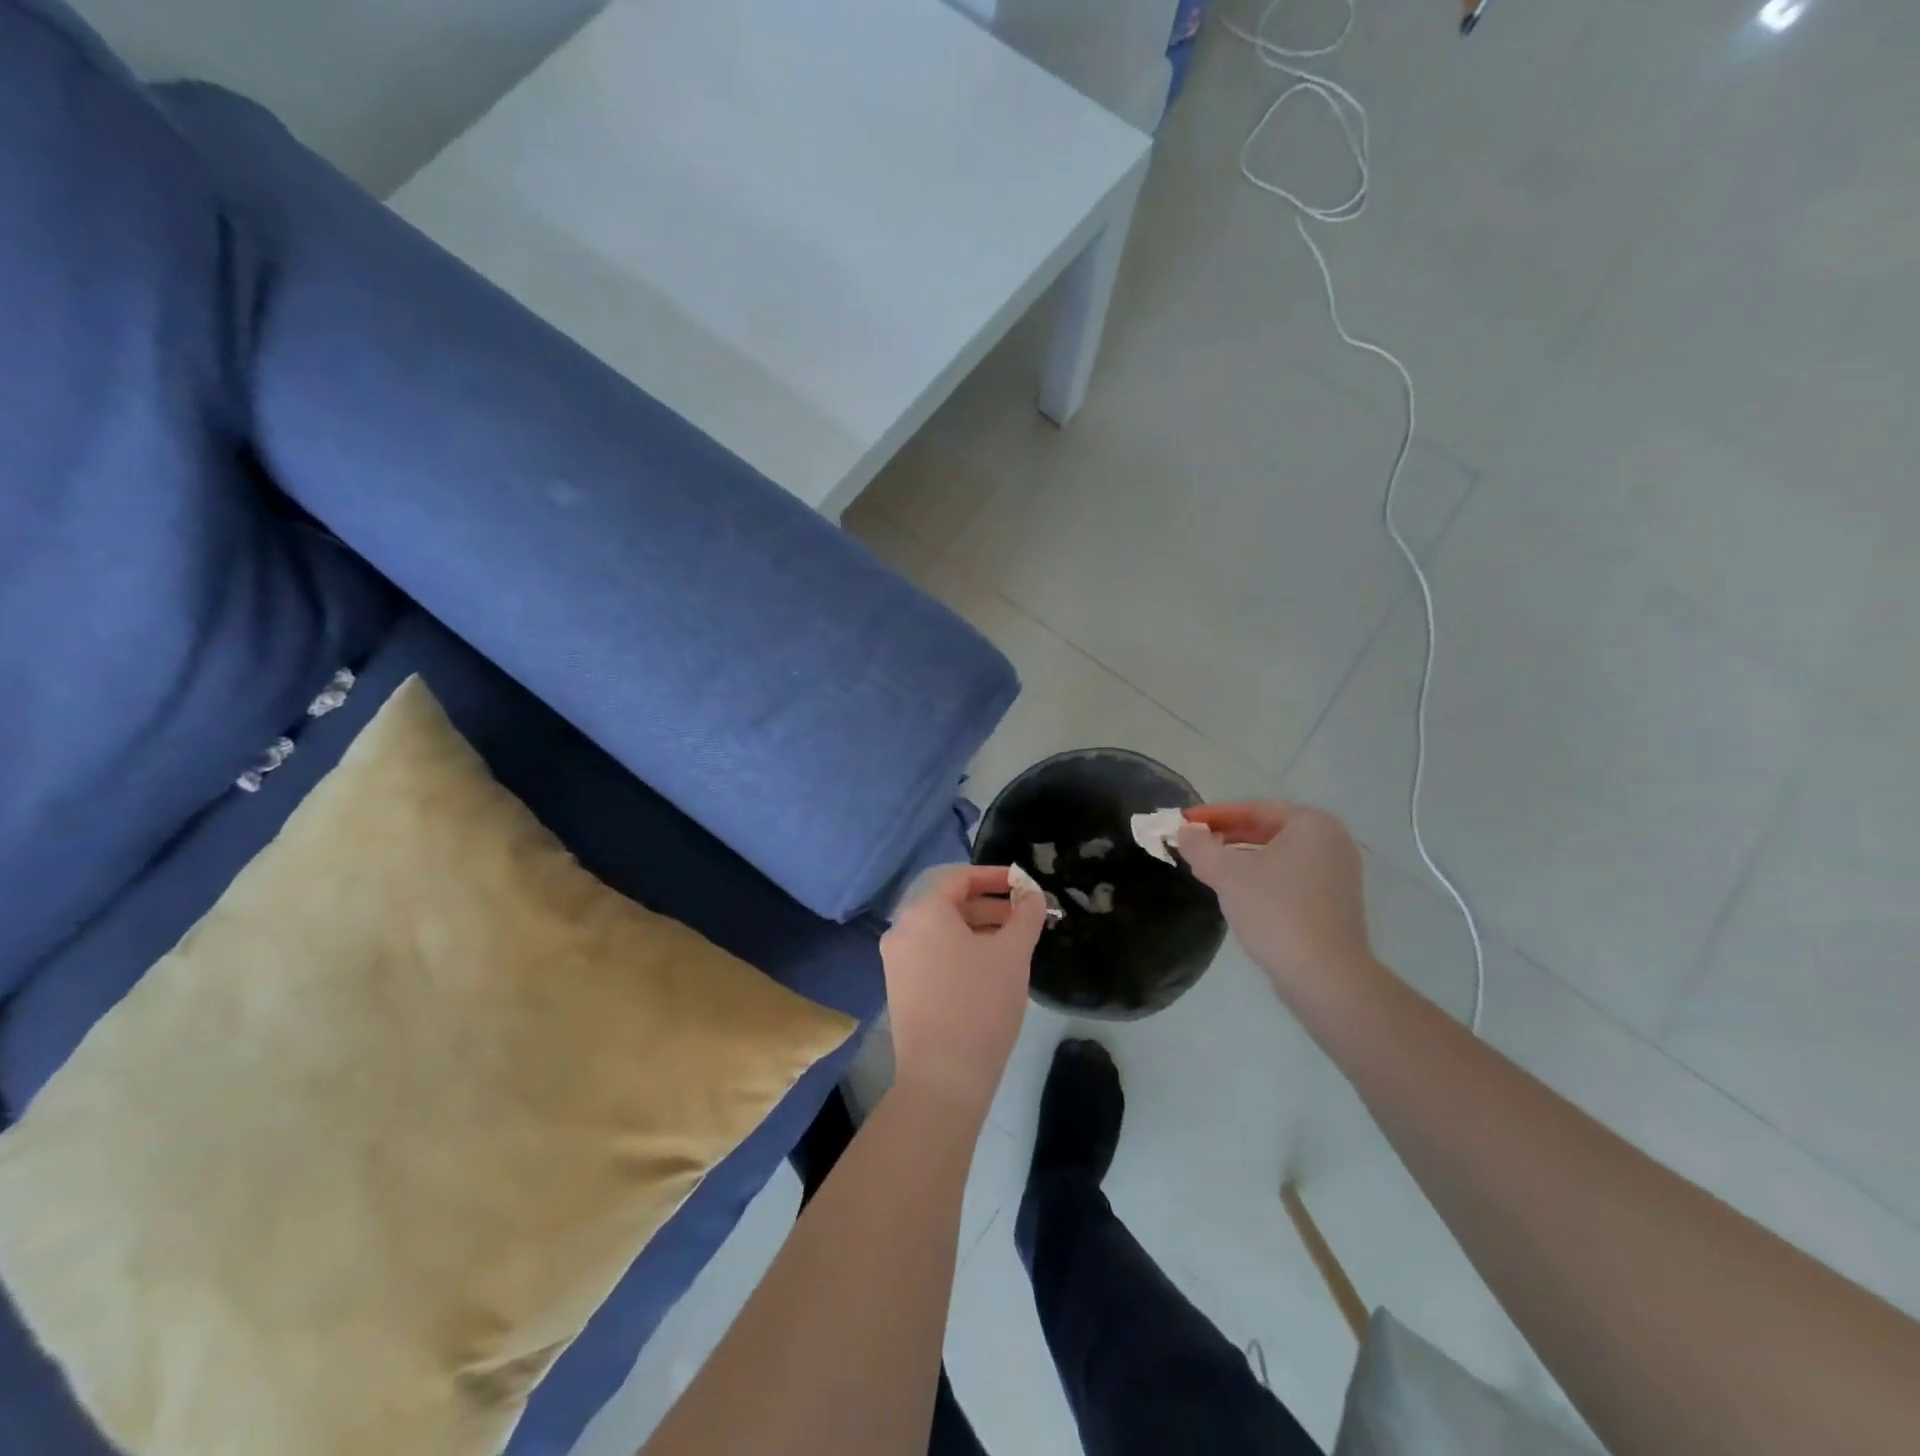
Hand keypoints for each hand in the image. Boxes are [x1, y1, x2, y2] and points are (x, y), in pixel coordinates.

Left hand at [881, 865, 1046, 1118]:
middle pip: (948, 903)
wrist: (942, 1078)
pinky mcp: (900, 987)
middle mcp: (902, 929)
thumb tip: (1032, 893)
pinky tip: (989, 968)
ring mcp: (897, 960)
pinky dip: (960, 950)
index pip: (958, 877)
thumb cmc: (980, 1004)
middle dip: (989, 905)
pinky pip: (932, 953)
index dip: (994, 876)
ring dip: (977, 928)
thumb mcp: (1012, 954)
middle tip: (1025, 916)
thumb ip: (1025, 915)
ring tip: (1013, 943)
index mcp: (923, 912)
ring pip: (941, 930)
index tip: (1023, 885)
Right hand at [1176, 801, 1378, 1003]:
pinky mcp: (1334, 903)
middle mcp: (1332, 841)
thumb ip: (1200, 847)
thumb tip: (1184, 832)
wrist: (1325, 976)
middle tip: (1192, 844)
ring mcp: (1337, 874)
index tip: (1184, 823)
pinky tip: (1235, 892)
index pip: (1254, 809)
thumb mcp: (1227, 874)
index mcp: (1312, 824)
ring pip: (1277, 856)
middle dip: (1226, 837)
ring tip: (1206, 868)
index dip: (1214, 815)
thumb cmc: (1276, 911)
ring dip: (1240, 858)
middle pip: (1267, 830)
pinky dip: (1260, 878)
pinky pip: (1289, 877)